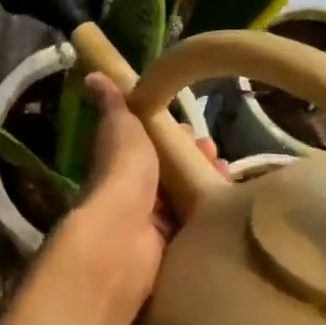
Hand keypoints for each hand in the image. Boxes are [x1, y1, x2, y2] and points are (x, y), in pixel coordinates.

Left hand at [65, 73, 222, 310]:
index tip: (197, 132)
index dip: (175, 136)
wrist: (125, 236)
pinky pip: (198, 227)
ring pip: (188, 199)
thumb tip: (93, 75)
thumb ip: (114, 104)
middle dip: (197, 160)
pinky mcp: (174, 250)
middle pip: (173, 173)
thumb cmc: (123, 173)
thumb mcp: (121, 126)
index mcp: (125, 162)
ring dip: (208, 185)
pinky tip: (232, 207)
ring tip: (227, 176)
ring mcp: (155, 224)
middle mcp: (138, 192)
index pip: (153, 146)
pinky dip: (213, 216)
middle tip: (218, 154)